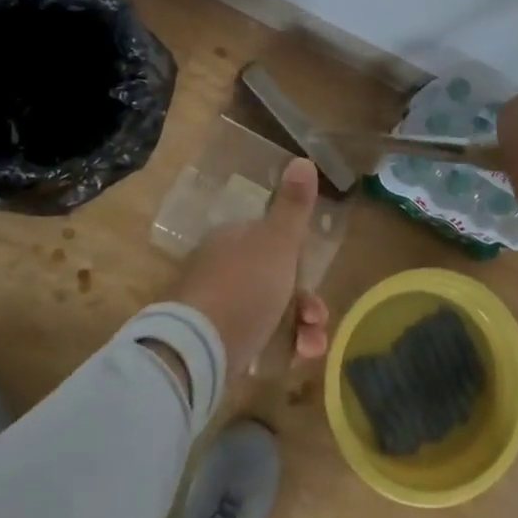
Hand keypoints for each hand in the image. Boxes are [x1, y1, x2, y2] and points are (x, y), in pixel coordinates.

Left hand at [170, 157, 330, 375]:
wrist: (199, 349)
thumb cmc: (245, 285)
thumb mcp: (278, 241)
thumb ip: (294, 205)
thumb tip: (302, 159)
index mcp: (233, 240)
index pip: (271, 241)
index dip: (299, 259)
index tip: (317, 277)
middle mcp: (222, 269)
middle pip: (275, 280)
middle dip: (305, 302)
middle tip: (318, 318)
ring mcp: (217, 308)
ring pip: (270, 313)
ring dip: (301, 328)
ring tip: (312, 346)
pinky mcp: (216, 344)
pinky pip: (258, 341)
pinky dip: (282, 349)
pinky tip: (297, 359)